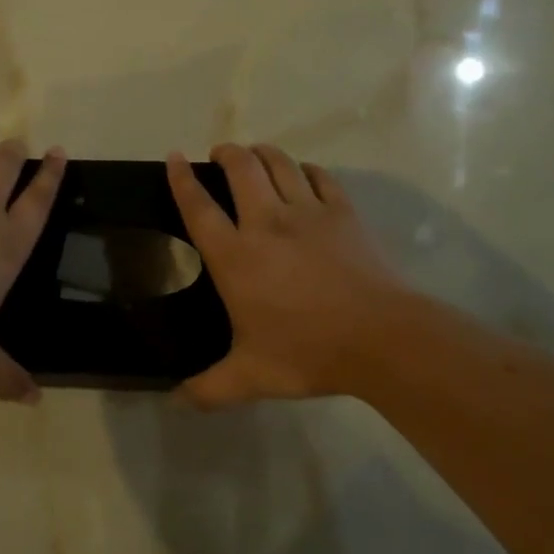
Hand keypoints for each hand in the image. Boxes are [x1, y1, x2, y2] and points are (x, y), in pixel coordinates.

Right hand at [166, 143, 414, 407]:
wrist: (380, 337)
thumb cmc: (308, 352)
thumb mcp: (251, 377)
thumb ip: (209, 388)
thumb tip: (174, 401)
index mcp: (235, 256)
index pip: (198, 206)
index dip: (181, 179)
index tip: (173, 157)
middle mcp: (266, 222)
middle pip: (240, 168)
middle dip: (226, 152)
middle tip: (220, 154)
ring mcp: (308, 212)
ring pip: (280, 163)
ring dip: (263, 153)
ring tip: (255, 156)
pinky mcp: (342, 212)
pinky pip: (320, 177)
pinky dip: (306, 170)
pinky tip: (304, 175)